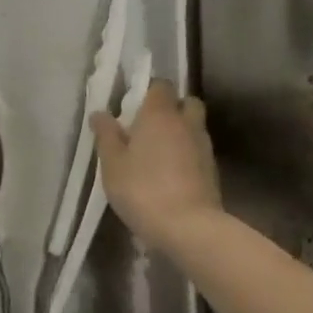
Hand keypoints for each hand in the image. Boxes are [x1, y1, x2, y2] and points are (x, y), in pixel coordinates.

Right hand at [91, 80, 220, 247]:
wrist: (189, 227)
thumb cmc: (143, 189)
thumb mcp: (112, 164)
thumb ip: (106, 135)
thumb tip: (99, 113)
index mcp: (160, 114)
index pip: (161, 85)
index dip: (148, 91)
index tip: (133, 106)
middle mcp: (186, 123)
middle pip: (186, 102)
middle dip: (172, 108)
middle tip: (149, 127)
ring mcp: (204, 146)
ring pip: (194, 127)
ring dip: (180, 133)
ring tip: (159, 154)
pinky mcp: (213, 170)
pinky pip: (198, 151)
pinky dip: (187, 155)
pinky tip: (171, 174)